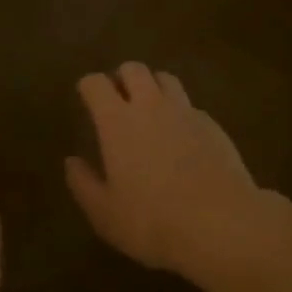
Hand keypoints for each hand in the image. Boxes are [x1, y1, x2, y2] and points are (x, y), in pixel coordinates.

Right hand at [65, 63, 272, 276]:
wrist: (220, 222)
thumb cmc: (152, 220)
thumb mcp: (105, 214)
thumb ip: (84, 184)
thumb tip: (71, 161)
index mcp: (117, 121)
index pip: (96, 84)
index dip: (88, 86)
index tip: (86, 96)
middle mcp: (150, 105)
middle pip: (133, 69)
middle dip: (122, 77)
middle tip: (118, 98)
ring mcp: (184, 110)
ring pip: (165, 78)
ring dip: (153, 85)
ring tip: (151, 107)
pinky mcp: (212, 123)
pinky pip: (190, 105)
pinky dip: (180, 111)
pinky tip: (182, 134)